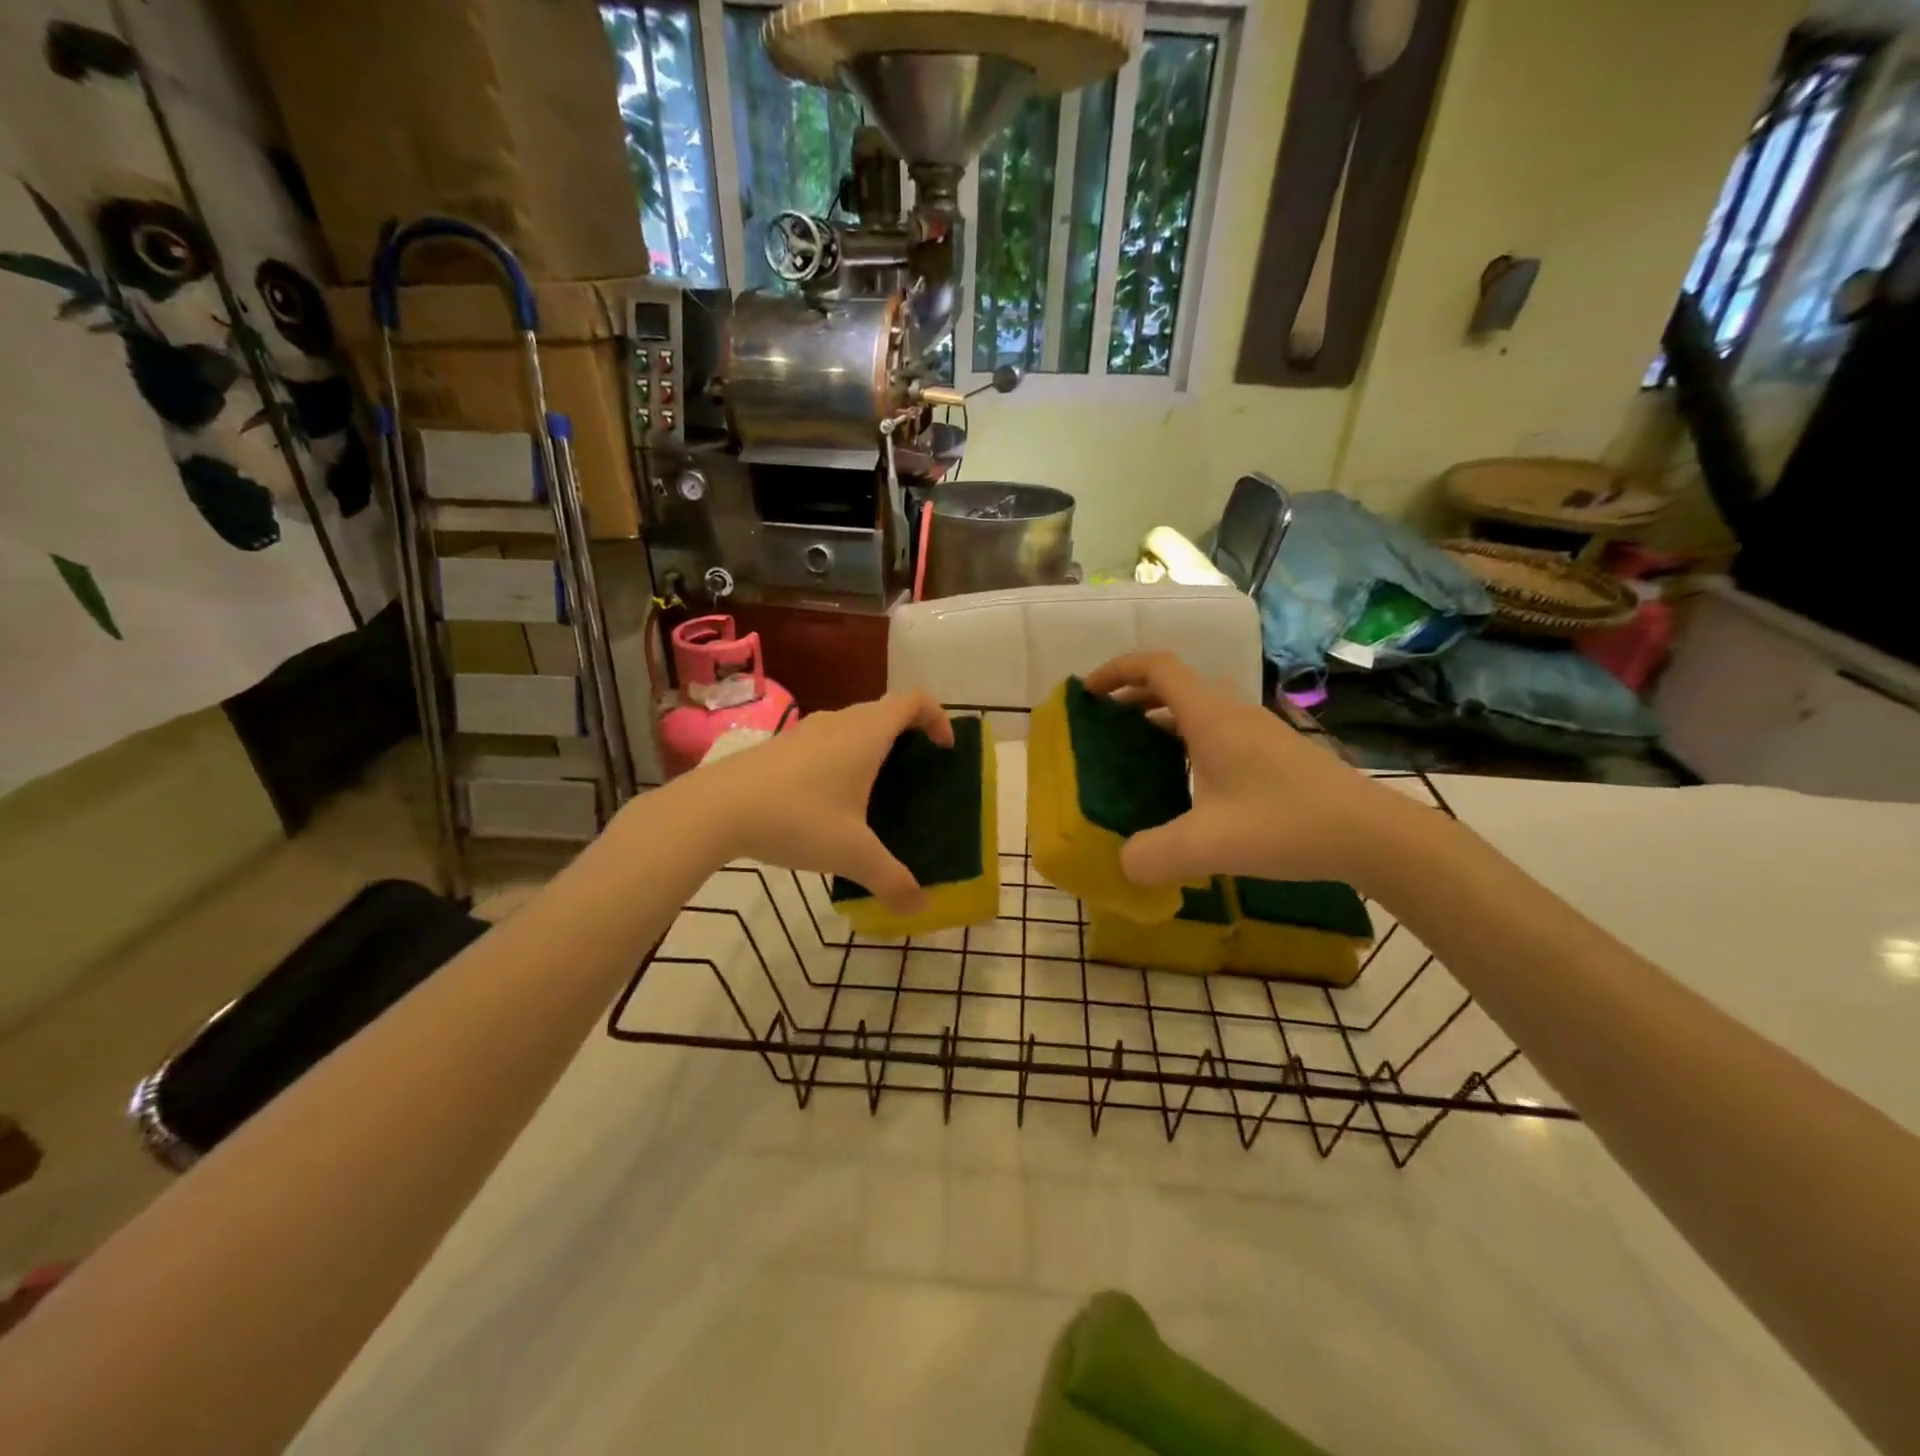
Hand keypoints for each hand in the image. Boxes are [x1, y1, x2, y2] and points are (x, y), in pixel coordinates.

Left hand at [670, 691, 952, 914]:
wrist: (715, 809)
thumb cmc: (797, 818)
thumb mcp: (852, 854)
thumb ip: (891, 880)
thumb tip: (920, 907)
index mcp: (866, 734)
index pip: (913, 701)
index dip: (937, 717)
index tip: (943, 749)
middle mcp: (839, 722)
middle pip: (884, 711)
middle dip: (907, 736)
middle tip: (915, 775)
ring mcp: (805, 731)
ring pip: (851, 726)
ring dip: (871, 747)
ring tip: (874, 791)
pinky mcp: (779, 746)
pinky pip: (825, 741)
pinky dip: (840, 758)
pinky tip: (828, 802)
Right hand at [1083, 652, 1418, 890]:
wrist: (1371, 835)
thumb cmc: (1285, 825)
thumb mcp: (1207, 846)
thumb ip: (1152, 855)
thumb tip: (1122, 864)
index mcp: (1211, 718)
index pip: (1156, 667)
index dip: (1117, 670)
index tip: (1088, 692)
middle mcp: (1233, 714)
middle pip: (1175, 684)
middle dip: (1133, 695)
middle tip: (1105, 724)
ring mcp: (1259, 732)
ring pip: (1199, 707)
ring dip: (1162, 718)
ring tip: (1137, 751)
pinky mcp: (1276, 753)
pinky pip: (1218, 730)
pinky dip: (1188, 739)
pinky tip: (1188, 782)